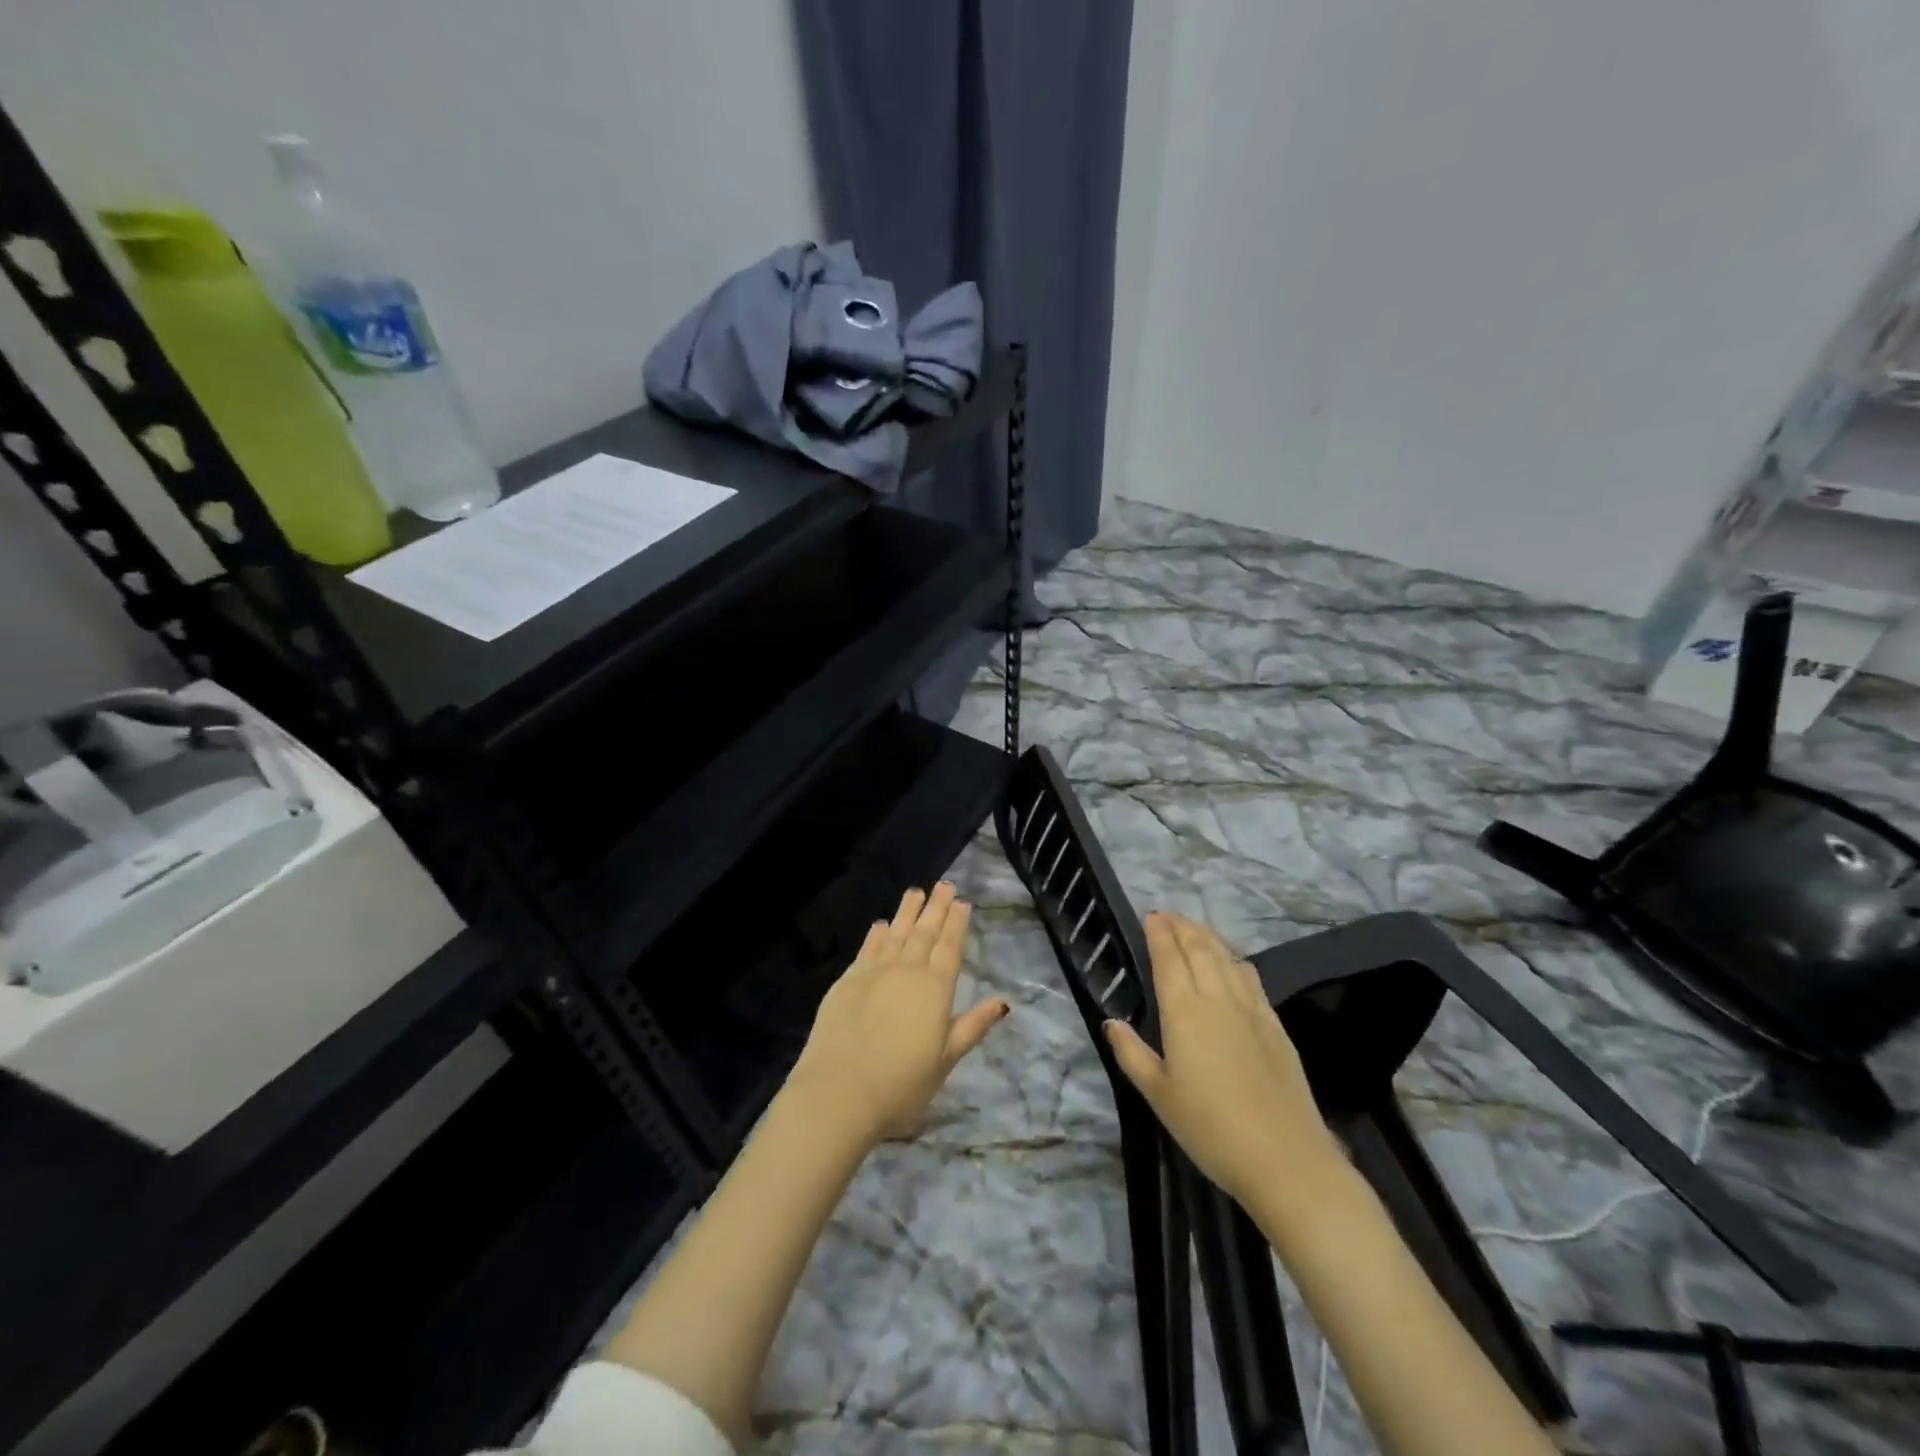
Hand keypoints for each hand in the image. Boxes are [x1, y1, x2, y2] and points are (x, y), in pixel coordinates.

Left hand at [788, 883, 1008, 1146]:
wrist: (838, 1093)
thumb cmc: (901, 1085)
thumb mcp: (945, 1061)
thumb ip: (972, 1027)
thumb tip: (1002, 1001)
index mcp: (936, 989)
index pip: (950, 947)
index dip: (956, 924)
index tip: (961, 902)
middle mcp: (907, 971)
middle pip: (925, 933)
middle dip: (936, 908)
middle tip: (944, 885)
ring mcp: (874, 973)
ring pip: (896, 933)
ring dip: (907, 912)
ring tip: (916, 892)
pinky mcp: (847, 981)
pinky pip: (867, 949)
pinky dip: (877, 934)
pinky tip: (881, 925)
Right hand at [1105, 913, 1340, 1211]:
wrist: (1286, 1159)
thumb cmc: (1211, 1129)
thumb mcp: (1159, 1096)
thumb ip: (1132, 1054)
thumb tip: (1112, 1022)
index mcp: (1184, 1011)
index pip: (1169, 958)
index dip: (1159, 933)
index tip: (1150, 916)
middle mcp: (1217, 998)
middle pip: (1200, 948)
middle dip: (1182, 926)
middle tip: (1168, 915)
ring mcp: (1251, 1009)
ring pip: (1227, 957)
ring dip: (1208, 936)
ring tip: (1194, 929)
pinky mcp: (1276, 1025)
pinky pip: (1251, 977)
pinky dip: (1236, 959)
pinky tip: (1234, 962)